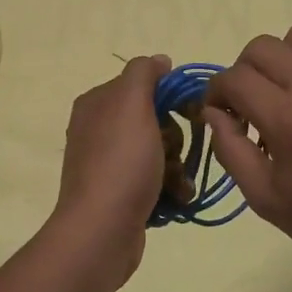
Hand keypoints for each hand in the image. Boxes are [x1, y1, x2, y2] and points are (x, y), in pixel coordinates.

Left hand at [51, 54, 170, 274]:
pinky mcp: (120, 193)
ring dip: (177, 165)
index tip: (193, 111)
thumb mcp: (132, 105)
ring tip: (177, 183)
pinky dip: (170, 187)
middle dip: (175, 137)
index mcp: (97, 103)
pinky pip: (155, 179)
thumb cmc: (120, 162)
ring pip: (159, 151)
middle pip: (155, 119)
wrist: (102, 230)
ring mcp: (108, 163)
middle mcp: (99, 129)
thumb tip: (159, 60)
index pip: (143, 84)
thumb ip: (144, 74)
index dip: (172, 95)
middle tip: (174, 151)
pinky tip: (177, 198)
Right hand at [205, 23, 291, 291]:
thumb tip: (212, 112)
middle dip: (246, 72)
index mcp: (286, 118)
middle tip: (254, 102)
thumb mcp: (265, 200)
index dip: (217, 92)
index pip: (233, 78)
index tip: (222, 111)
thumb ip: (230, 150)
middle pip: (262, 47)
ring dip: (288, 57)